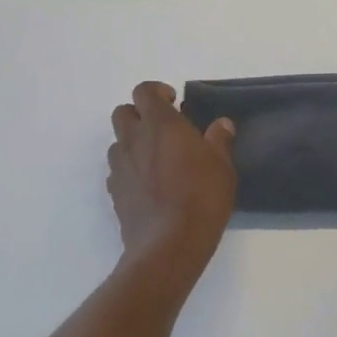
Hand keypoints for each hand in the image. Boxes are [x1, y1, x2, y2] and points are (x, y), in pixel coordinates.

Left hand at [107, 82, 236, 287]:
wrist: (169, 245)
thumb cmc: (201, 197)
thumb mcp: (222, 167)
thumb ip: (219, 140)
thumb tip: (222, 124)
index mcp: (160, 124)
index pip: (143, 91)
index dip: (156, 92)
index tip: (174, 102)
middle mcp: (134, 140)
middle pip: (122, 112)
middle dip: (139, 114)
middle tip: (163, 129)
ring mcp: (120, 167)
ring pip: (117, 142)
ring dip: (133, 143)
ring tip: (156, 159)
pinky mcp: (114, 193)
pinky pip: (117, 171)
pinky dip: (129, 170)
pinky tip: (148, 185)